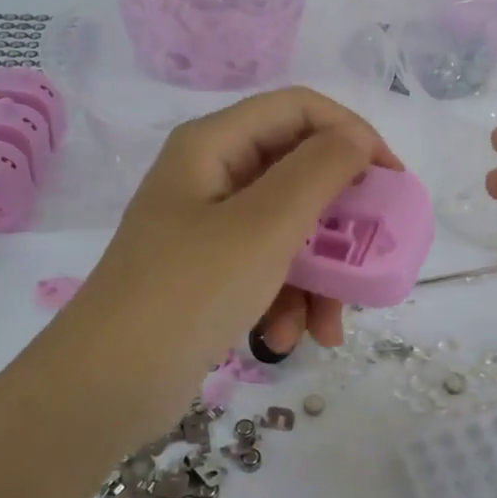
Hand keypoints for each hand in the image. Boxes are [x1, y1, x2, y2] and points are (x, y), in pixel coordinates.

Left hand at [37, 87, 397, 445]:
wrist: (104, 387)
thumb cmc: (189, 292)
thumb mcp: (265, 226)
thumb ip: (319, 171)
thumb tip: (356, 138)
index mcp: (214, 144)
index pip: (300, 109)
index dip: (353, 134)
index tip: (392, 180)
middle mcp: (212, 175)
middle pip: (298, 172)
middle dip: (340, 220)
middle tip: (376, 250)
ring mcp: (208, 226)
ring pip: (289, 228)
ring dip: (319, 275)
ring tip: (330, 325)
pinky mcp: (209, 271)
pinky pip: (267, 267)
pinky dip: (287, 299)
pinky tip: (290, 339)